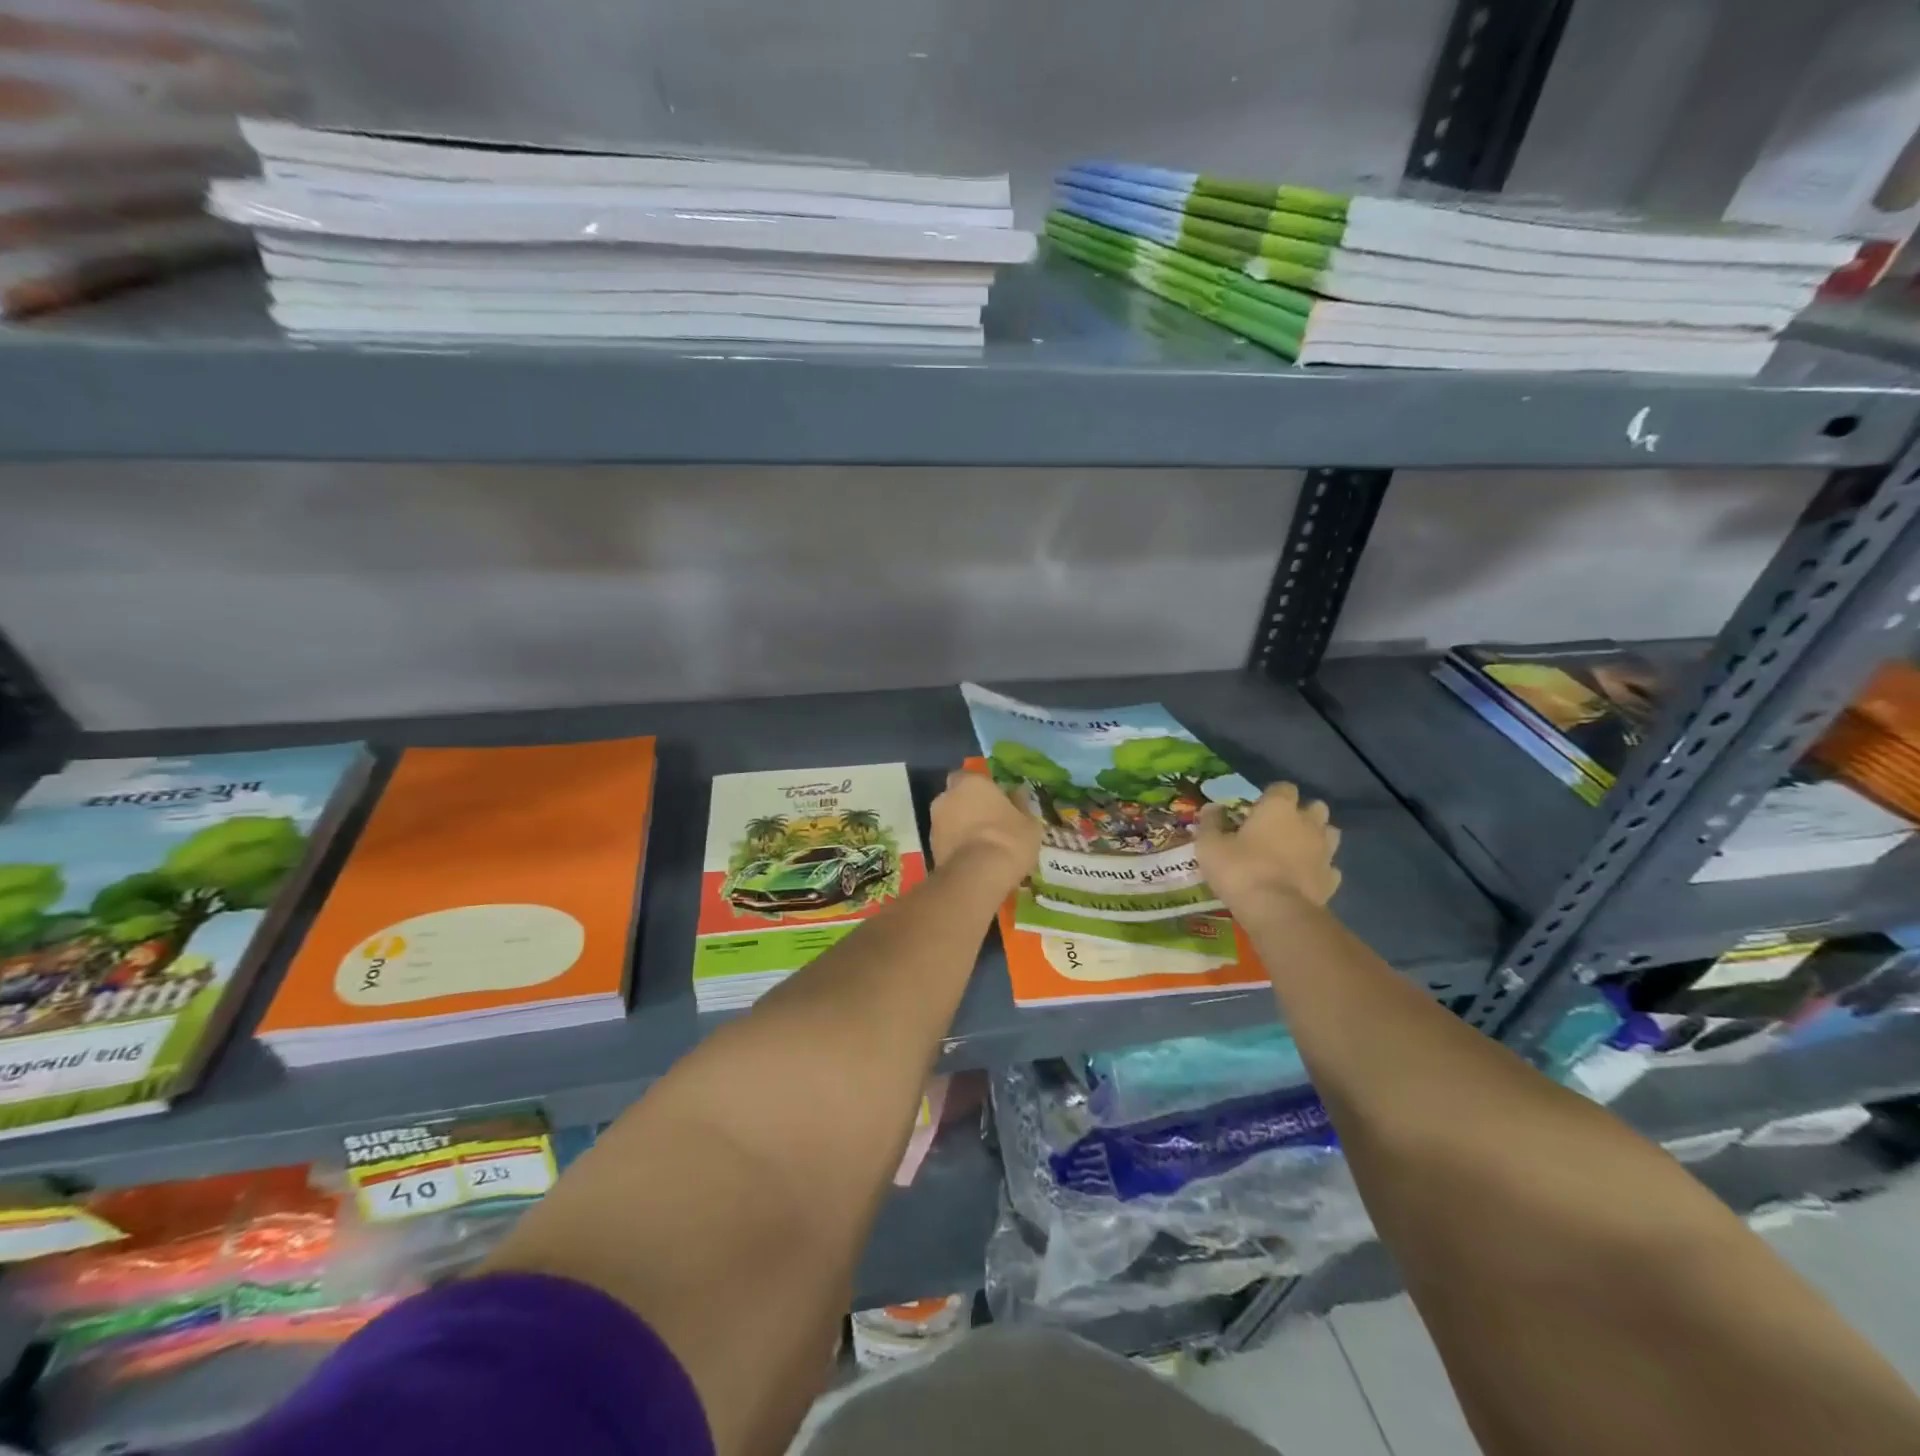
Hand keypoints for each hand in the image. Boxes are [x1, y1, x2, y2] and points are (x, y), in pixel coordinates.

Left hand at [930, 768, 1042, 889]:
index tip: (995, 801)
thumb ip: (1020, 805)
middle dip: (967, 806)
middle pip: (956, 796)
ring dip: (960, 827)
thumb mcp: (1028, 823)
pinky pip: (946, 840)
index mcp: (971, 782)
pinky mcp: (930, 847)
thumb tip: (1017, 794)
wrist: (977, 875)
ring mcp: (934, 822)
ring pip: (949, 819)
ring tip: (980, 845)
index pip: (971, 777)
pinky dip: (955, 845)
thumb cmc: (1008, 839)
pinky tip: (972, 859)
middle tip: (987, 822)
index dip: (982, 789)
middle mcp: (947, 796)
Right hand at [1195, 782, 1340, 911]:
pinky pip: (1329, 867)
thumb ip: (1211, 823)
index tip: (1255, 809)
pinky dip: (1319, 869)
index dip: (1270, 796)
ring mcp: (1325, 852)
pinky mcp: (1332, 879)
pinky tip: (1303, 878)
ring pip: (1329, 834)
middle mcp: (1308, 823)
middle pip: (1315, 807)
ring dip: (1316, 838)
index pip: (1282, 787)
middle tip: (1278, 828)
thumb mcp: (1210, 845)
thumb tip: (1212, 807)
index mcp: (1279, 808)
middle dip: (1301, 813)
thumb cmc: (1240, 870)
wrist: (1277, 912)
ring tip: (1295, 851)